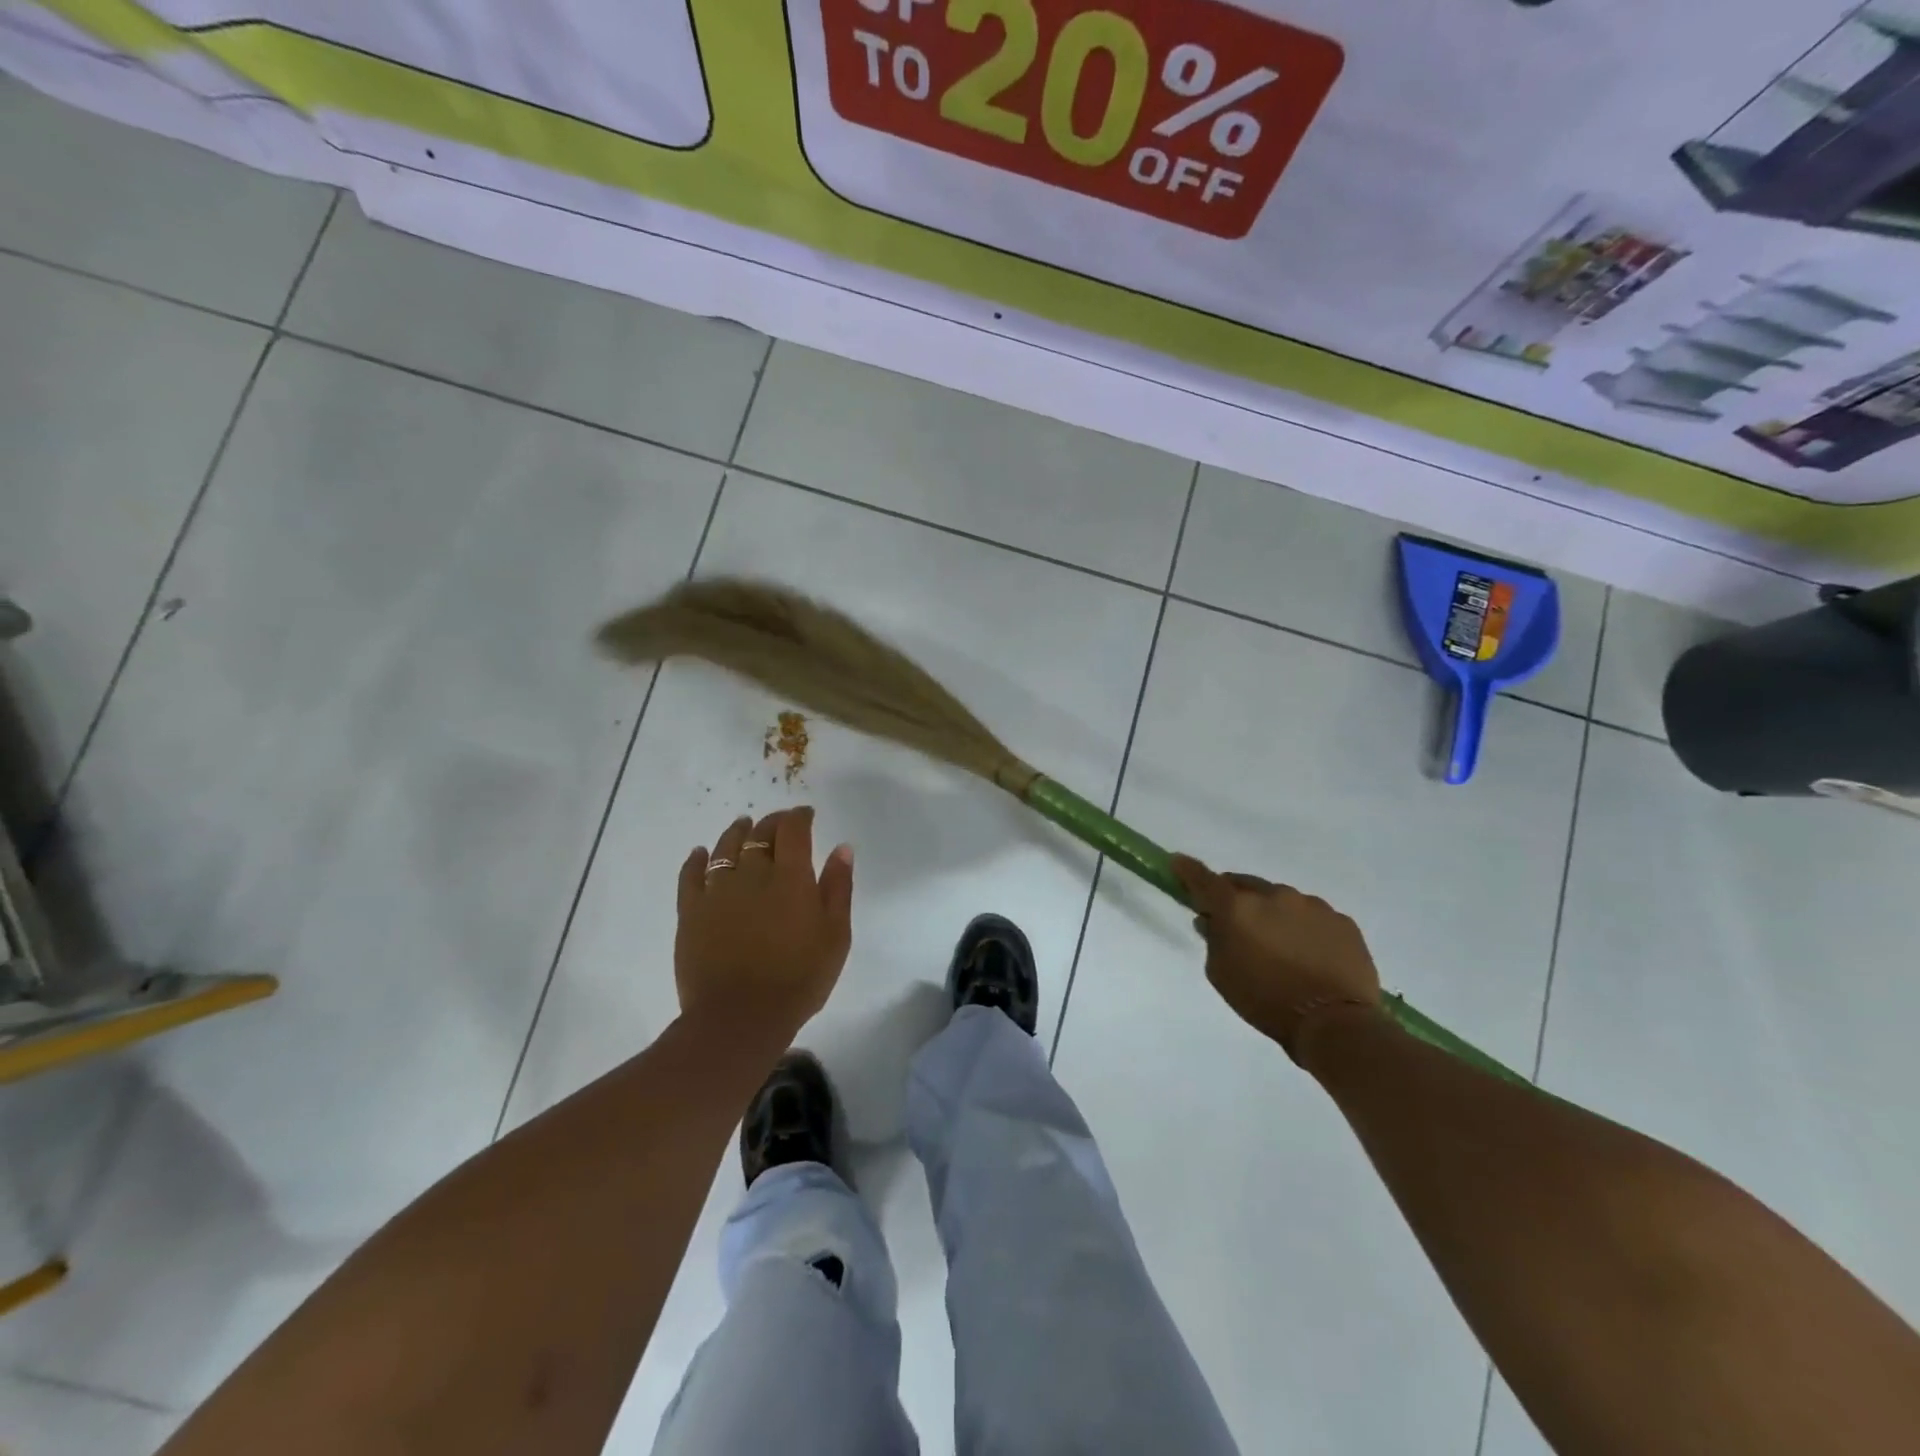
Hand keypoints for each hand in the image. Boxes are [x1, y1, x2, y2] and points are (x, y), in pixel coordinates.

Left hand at [676, 807, 853, 1036]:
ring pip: (725, 847)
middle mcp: (753, 874)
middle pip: (760, 834)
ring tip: (743, 825)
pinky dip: (697, 859)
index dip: (800, 816)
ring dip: (737, 832)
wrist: (740, 1018)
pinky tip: (701, 853)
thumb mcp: (835, 935)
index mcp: (791, 877)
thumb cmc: (798, 979)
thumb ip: (838, 888)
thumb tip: (842, 848)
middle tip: (780, 823)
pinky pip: (691, 875)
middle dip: (772, 823)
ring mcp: (718, 891)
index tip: (806, 814)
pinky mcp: (691, 911)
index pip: (793, 830)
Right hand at [1171, 854, 1382, 1062]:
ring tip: (1280, 948)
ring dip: (1273, 914)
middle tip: (1236, 925)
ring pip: (1282, 900)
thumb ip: (1213, 940)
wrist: (1334, 1023)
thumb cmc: (1265, 1000)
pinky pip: (1313, 917)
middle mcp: (1274, 895)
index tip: (1177, 863)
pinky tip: (1309, 956)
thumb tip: (1211, 920)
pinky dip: (1304, 928)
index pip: (1203, 879)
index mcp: (1237, 907)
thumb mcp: (1221, 974)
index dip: (1187, 870)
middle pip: (1245, 886)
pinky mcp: (1342, 921)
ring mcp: (1312, 905)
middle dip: (1236, 899)